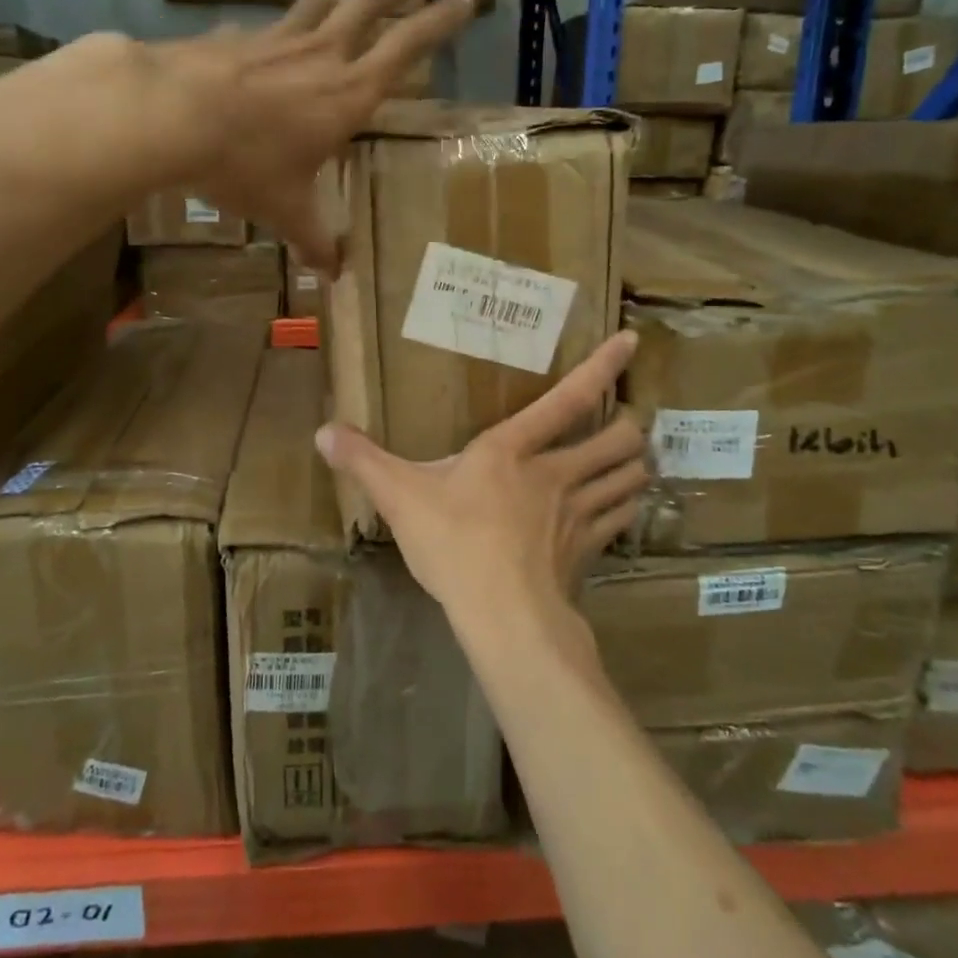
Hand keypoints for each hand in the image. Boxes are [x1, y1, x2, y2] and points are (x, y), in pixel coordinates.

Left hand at [143, 0, 474, 272]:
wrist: (170, 115)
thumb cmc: (245, 164)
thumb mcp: (285, 210)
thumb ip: (313, 240)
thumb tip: (334, 275)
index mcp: (347, 94)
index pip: (407, 48)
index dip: (440, 23)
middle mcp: (320, 57)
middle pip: (365, 7)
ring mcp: (276, 39)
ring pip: (316, 5)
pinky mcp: (235, 37)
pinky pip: (266, 27)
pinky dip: (276, 29)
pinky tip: (264, 40)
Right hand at [314, 332, 647, 637]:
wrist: (504, 616)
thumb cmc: (453, 544)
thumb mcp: (399, 497)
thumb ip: (363, 461)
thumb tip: (323, 432)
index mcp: (513, 450)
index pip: (567, 398)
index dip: (601, 367)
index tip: (631, 341)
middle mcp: (555, 474)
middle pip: (617, 439)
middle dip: (629, 427)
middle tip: (626, 424)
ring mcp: (578, 514)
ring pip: (629, 478)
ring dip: (635, 466)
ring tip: (634, 460)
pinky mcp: (588, 552)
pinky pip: (620, 520)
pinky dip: (625, 509)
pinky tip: (619, 511)